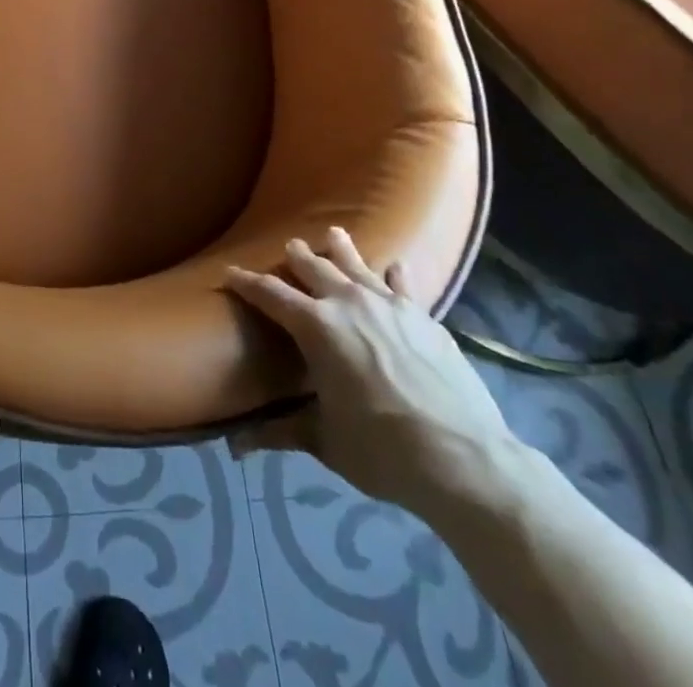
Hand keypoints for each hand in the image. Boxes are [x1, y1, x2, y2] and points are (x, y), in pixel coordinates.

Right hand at [225, 229, 522, 516]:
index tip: (229, 273)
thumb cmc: (382, 450)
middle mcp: (347, 302)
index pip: (269, 294)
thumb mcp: (325, 441)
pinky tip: (394, 267)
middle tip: (288, 247)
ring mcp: (389, 305)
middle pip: (314, 267)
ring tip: (333, 233)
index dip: (246, 282)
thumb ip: (281, 432)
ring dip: (341, 249)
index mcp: (315, 326)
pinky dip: (393, 274)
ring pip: (356, 264)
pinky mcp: (423, 317)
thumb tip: (234, 446)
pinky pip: (402, 284)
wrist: (464, 459)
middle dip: (296, 257)